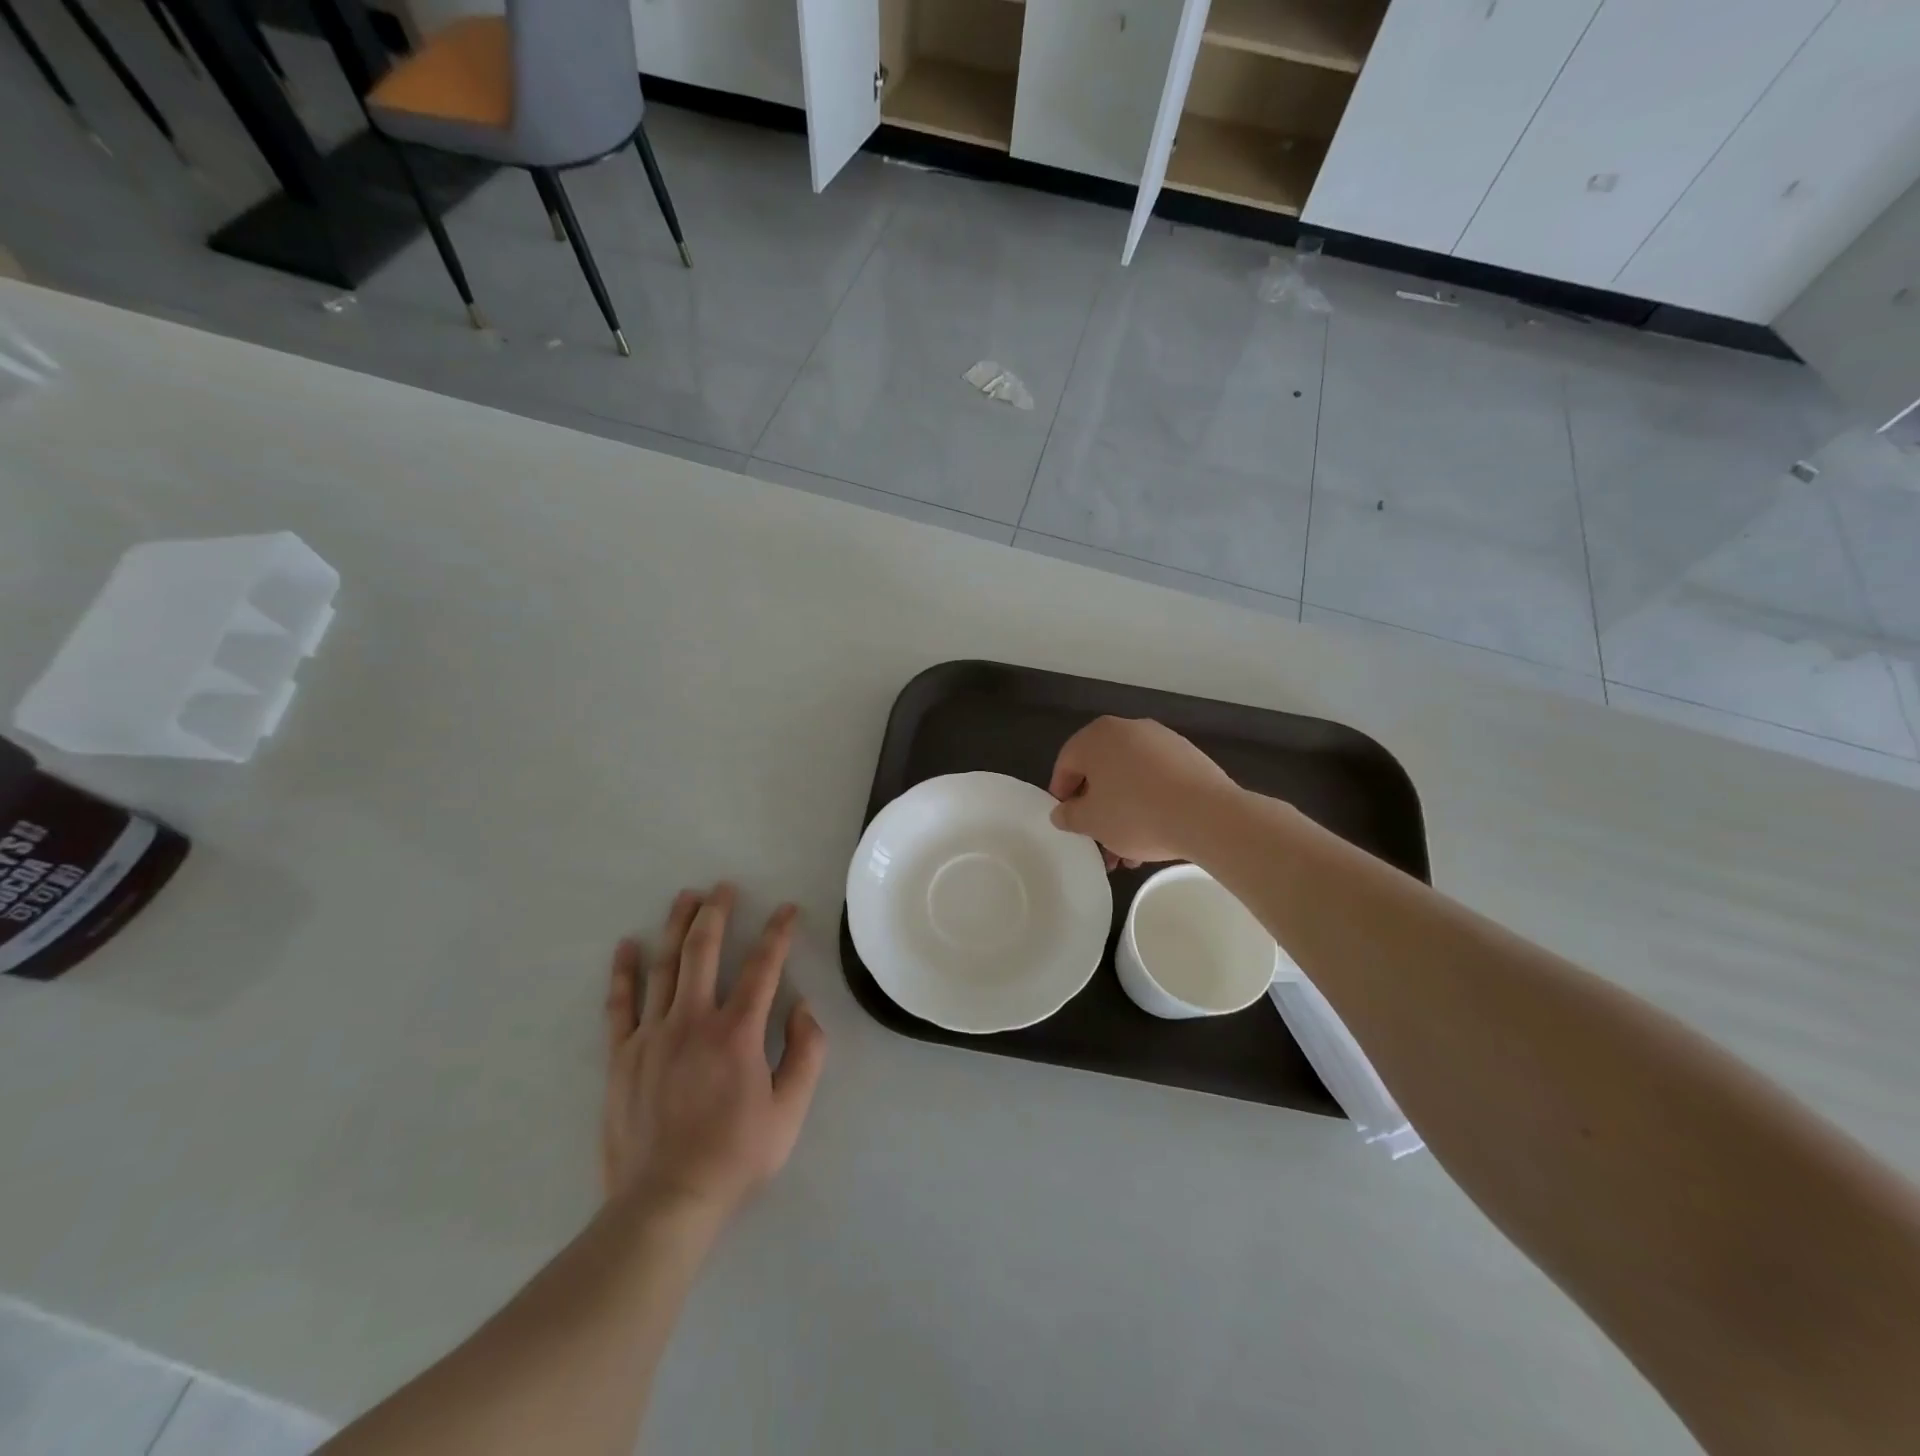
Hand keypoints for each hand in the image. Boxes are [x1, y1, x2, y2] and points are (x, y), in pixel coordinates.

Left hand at [601, 885, 826, 1225]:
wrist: (665, 1203)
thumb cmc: (735, 1157)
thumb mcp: (789, 1112)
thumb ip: (806, 1054)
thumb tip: (803, 1007)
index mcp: (737, 1033)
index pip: (763, 967)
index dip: (777, 933)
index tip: (786, 910)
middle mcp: (693, 1021)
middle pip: (704, 951)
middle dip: (716, 912)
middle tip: (723, 887)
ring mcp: (652, 1036)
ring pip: (664, 967)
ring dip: (676, 927)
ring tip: (684, 897)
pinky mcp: (621, 1056)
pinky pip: (620, 1004)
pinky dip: (624, 972)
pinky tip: (626, 945)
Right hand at [1048, 717, 1240, 866]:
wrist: (1206, 815)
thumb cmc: (1136, 813)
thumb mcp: (1092, 822)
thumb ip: (1069, 815)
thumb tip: (1062, 812)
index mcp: (1097, 736)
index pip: (1067, 763)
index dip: (1061, 794)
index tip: (1067, 821)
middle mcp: (1128, 729)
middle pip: (1102, 771)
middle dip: (1097, 808)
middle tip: (1097, 839)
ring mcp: (1162, 740)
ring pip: (1131, 778)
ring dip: (1124, 811)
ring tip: (1128, 851)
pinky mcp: (1189, 756)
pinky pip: (1157, 779)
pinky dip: (1150, 803)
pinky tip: (1155, 834)